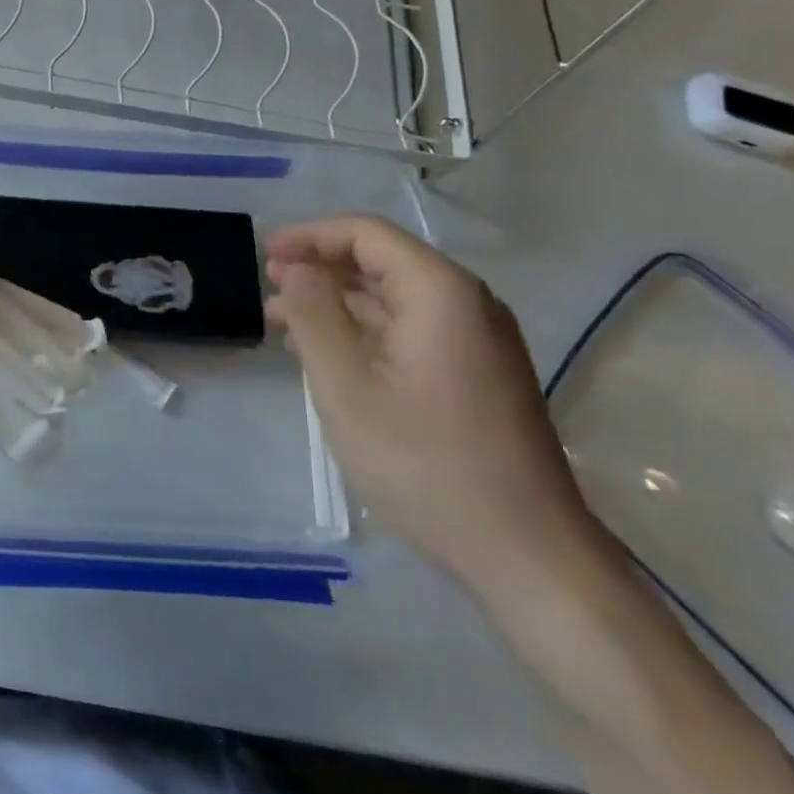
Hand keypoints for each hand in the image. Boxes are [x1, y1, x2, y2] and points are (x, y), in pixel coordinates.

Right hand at [266, 215, 601, 602]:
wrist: (528, 559)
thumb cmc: (426, 464)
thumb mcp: (347, 386)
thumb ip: (314, 315)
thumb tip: (295, 268)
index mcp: (441, 292)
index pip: (366, 234)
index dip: (310, 236)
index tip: (265, 255)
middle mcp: (466, 304)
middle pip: (382, 261)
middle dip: (320, 268)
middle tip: (269, 287)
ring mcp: (476, 342)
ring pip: (393, 298)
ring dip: (337, 301)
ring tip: (283, 320)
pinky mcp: (476, 376)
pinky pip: (409, 331)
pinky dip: (363, 331)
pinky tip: (328, 354)